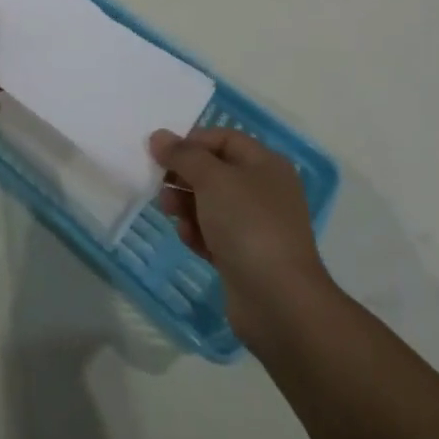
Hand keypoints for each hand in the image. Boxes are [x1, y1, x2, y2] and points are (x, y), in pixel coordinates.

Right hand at [150, 127, 334, 342]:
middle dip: (184, 175)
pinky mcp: (245, 257)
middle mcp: (263, 191)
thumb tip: (158, 136)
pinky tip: (188, 238)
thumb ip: (183, 154)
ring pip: (211, 204)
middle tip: (160, 184)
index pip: (223, 138)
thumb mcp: (212, 179)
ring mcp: (255, 226)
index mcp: (265, 164)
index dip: (192, 141)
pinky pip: (214, 235)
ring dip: (185, 204)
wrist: (279, 302)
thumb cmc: (248, 225)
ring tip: (169, 212)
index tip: (162, 153)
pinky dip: (197, 233)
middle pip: (214, 171)